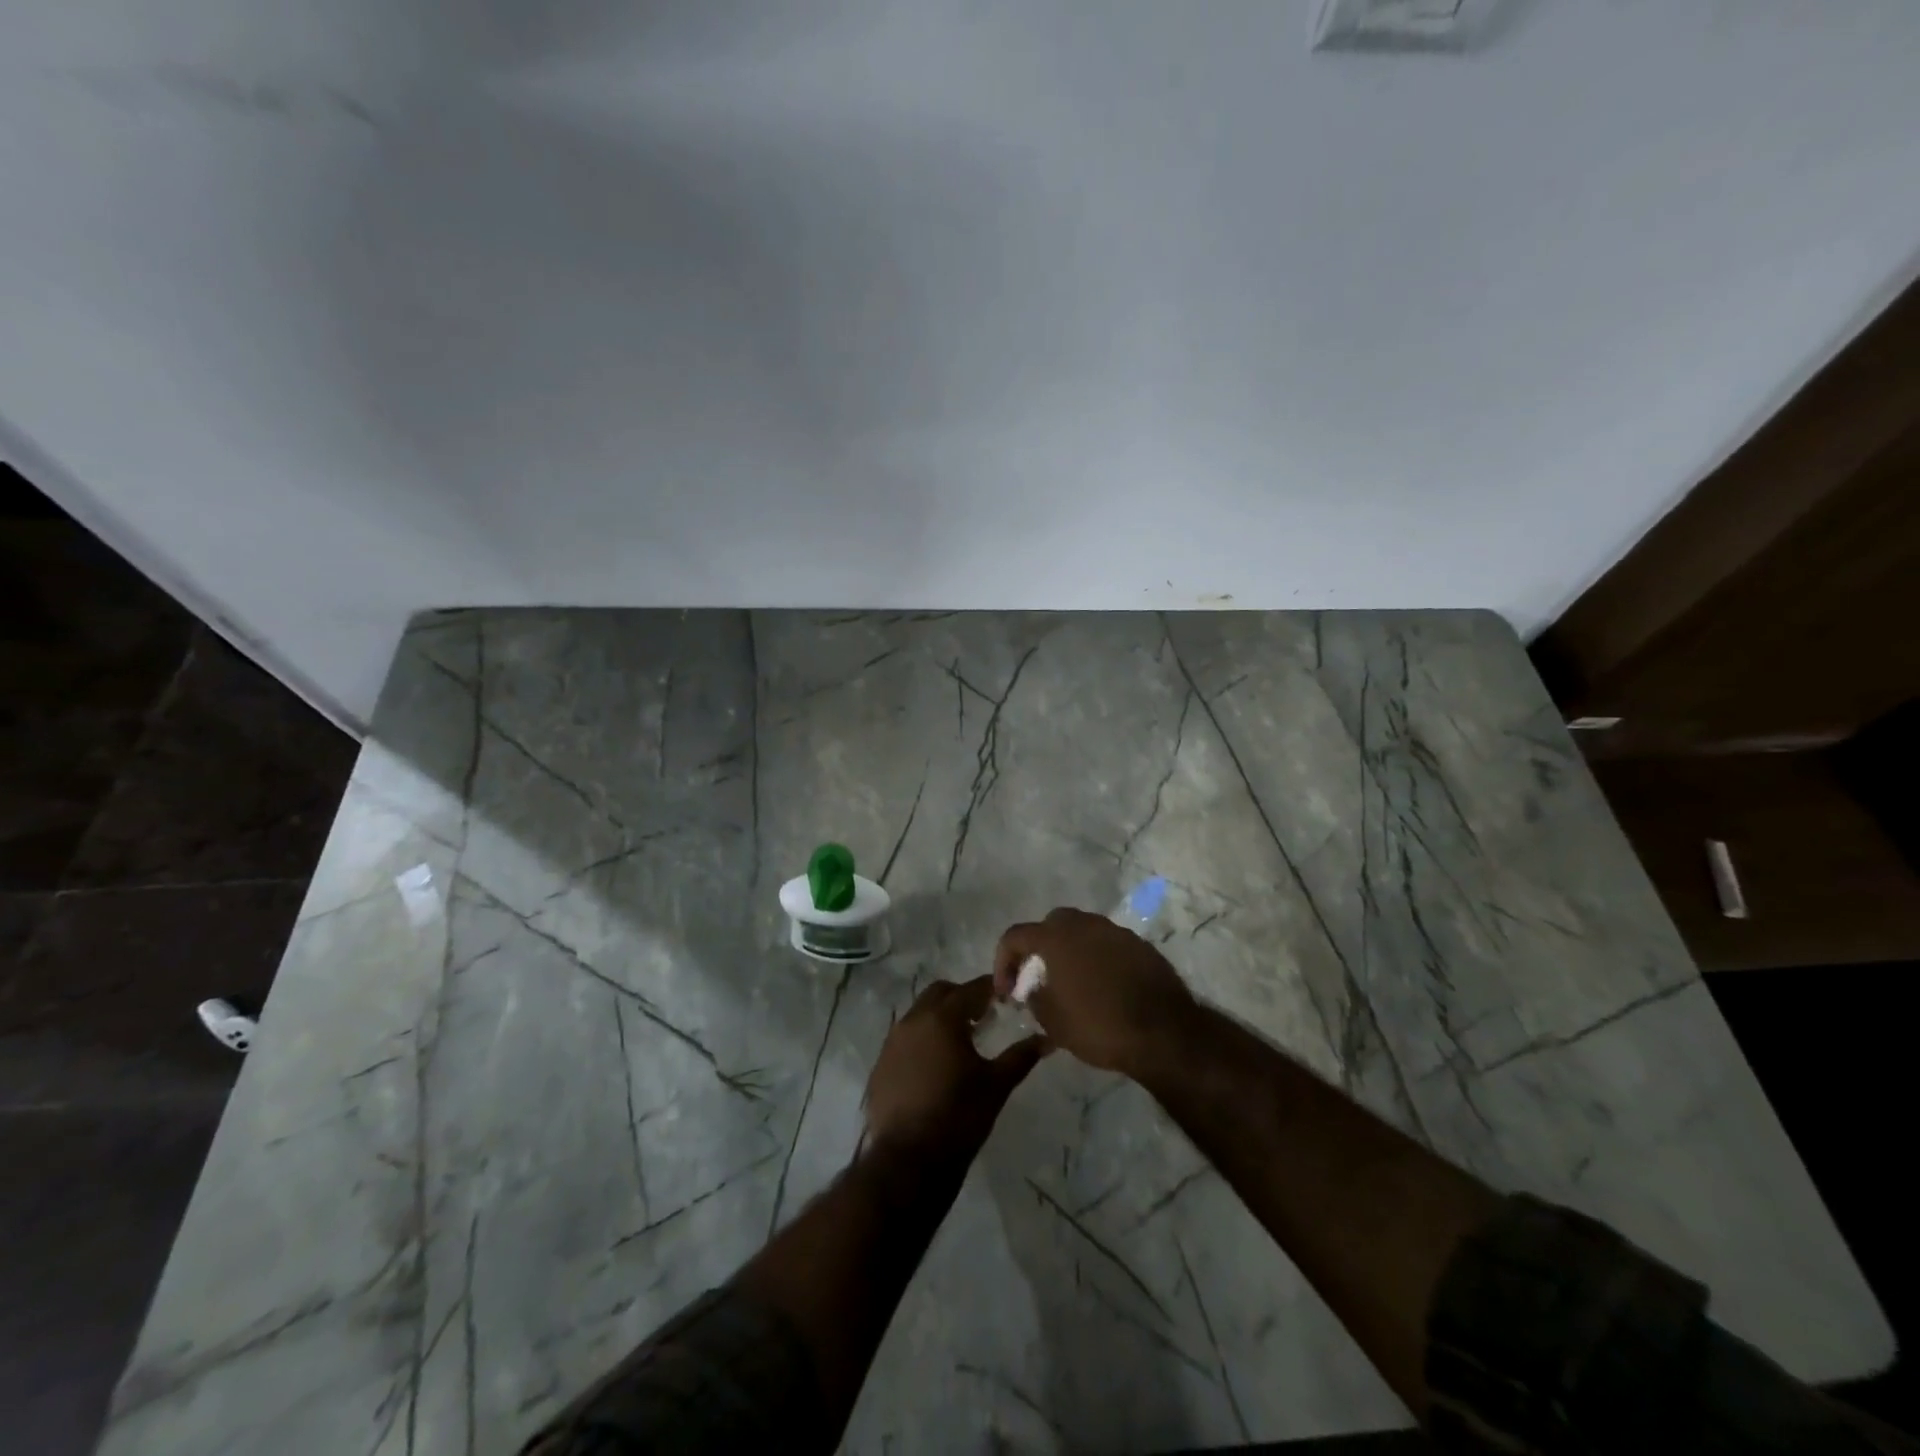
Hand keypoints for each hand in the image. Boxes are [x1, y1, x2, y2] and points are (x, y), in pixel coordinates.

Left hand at [864, 977, 1045, 1157]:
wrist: (909, 1160)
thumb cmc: (959, 1116)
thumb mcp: (997, 1085)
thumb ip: (1021, 1057)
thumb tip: (1047, 1040)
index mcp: (942, 1018)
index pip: (970, 989)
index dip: (989, 988)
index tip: (1004, 995)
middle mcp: (913, 1021)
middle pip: (939, 993)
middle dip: (961, 997)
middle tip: (982, 1016)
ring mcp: (891, 1043)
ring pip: (918, 1015)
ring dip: (939, 1018)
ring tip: (959, 1042)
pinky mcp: (880, 1066)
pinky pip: (903, 1041)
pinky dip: (921, 1042)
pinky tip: (934, 1067)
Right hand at [992, 907, 1196, 1077]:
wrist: (1164, 1033)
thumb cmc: (1099, 1026)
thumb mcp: (1053, 1022)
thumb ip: (1033, 997)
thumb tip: (1030, 988)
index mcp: (1056, 937)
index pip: (1015, 936)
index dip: (1003, 962)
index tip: (1007, 992)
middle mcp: (1084, 924)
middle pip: (1050, 925)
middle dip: (1038, 949)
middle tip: (1037, 979)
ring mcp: (1115, 931)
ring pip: (1082, 932)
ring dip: (1069, 952)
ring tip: (1070, 983)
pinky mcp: (1140, 945)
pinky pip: (1107, 945)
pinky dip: (1097, 959)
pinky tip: (1102, 987)